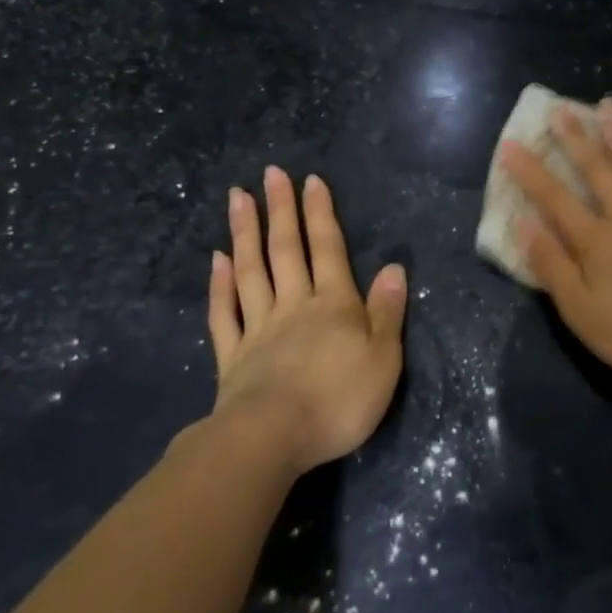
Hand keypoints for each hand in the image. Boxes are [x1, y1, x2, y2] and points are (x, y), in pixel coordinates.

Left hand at [203, 167, 407, 474]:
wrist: (272, 439)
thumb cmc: (338, 400)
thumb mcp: (384, 359)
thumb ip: (387, 312)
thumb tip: (394, 267)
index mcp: (334, 305)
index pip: (328, 249)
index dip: (321, 214)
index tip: (310, 180)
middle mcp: (294, 306)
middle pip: (286, 250)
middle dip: (281, 210)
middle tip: (270, 173)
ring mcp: (259, 328)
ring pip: (251, 271)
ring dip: (245, 232)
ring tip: (238, 197)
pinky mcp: (232, 356)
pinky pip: (225, 312)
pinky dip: (220, 284)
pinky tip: (218, 261)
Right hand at [500, 99, 611, 385]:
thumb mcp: (584, 314)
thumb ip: (553, 268)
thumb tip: (523, 225)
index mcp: (596, 241)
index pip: (554, 199)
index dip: (530, 172)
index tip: (511, 144)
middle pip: (596, 170)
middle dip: (576, 139)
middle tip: (561, 109)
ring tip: (607, 106)